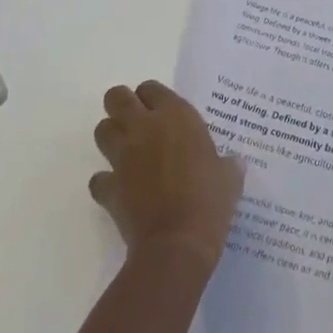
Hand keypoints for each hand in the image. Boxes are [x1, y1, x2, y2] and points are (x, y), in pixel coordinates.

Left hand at [90, 81, 243, 273]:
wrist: (178, 244)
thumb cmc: (209, 201)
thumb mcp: (229, 176)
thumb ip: (228, 163)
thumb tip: (234, 162)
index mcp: (175, 116)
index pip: (151, 88)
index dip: (152, 98)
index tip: (161, 112)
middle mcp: (144, 128)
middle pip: (116, 98)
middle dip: (121, 106)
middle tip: (137, 123)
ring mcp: (122, 157)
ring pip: (102, 130)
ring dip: (111, 137)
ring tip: (127, 152)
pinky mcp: (108, 188)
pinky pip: (98, 178)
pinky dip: (105, 182)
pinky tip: (120, 190)